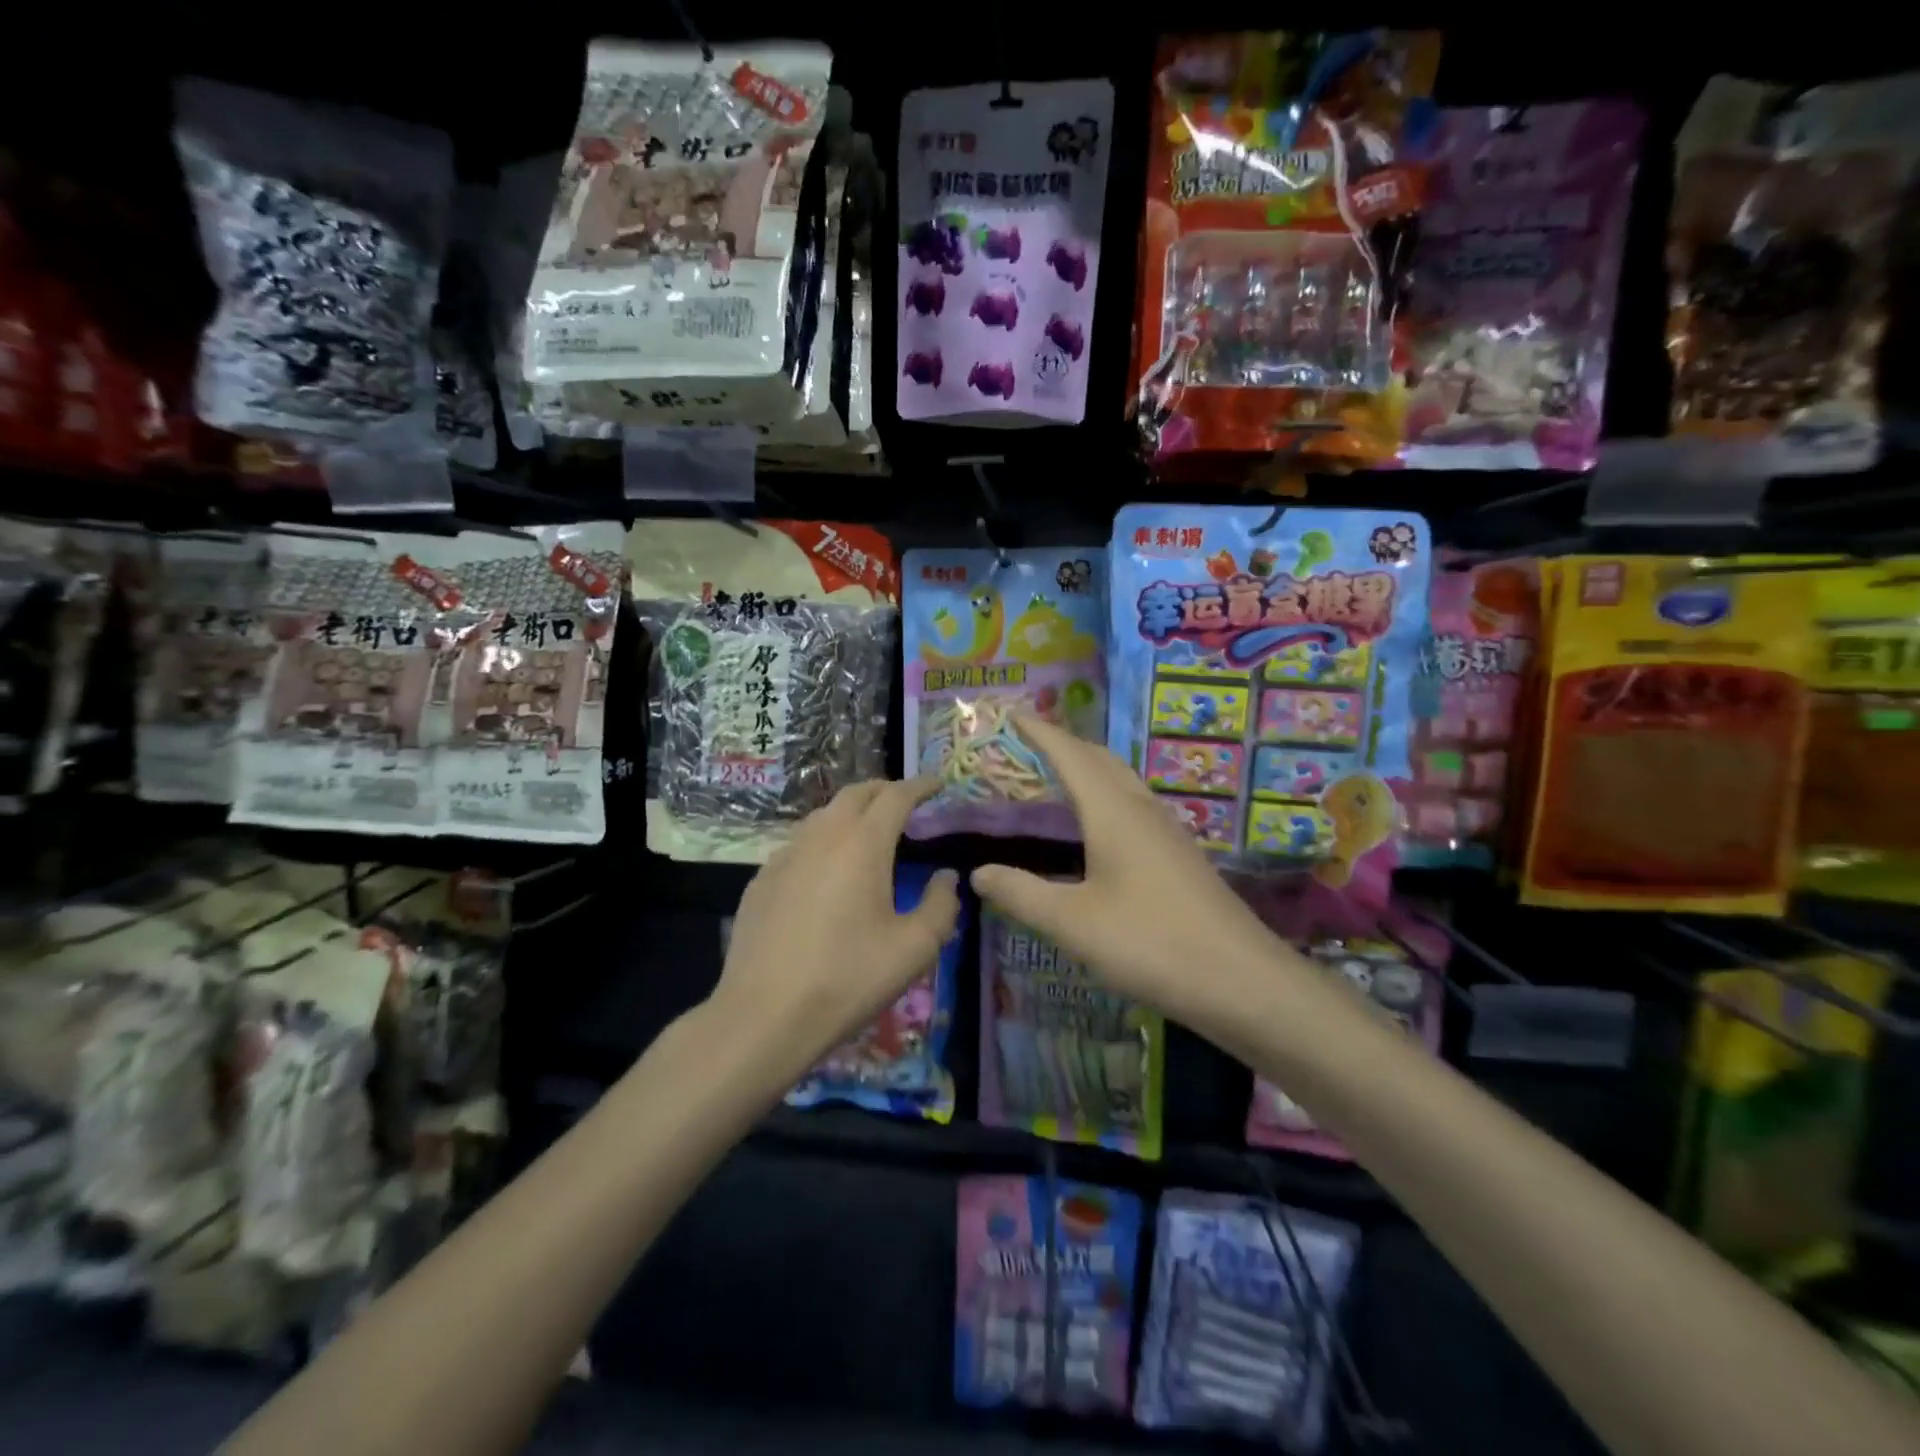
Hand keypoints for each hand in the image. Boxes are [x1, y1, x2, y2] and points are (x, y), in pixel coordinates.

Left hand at [714, 779, 961, 1083]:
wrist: (765, 1014)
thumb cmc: (849, 978)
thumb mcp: (915, 948)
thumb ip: (941, 905)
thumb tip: (945, 877)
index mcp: (863, 843)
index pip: (896, 796)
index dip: (920, 786)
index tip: (937, 784)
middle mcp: (822, 836)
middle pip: (856, 793)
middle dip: (885, 790)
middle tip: (906, 803)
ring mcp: (785, 855)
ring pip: (823, 815)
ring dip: (851, 812)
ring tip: (868, 832)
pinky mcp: (762, 879)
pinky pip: (799, 843)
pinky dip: (823, 840)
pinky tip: (826, 869)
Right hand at [970, 716, 1282, 1027]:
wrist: (1241, 980)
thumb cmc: (1150, 943)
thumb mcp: (1072, 923)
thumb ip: (1022, 894)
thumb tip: (978, 873)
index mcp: (1113, 812)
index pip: (1070, 755)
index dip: (1039, 732)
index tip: (1011, 713)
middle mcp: (1141, 809)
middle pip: (1099, 759)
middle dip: (1063, 743)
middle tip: (1025, 744)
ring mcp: (1167, 830)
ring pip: (1121, 781)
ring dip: (1087, 768)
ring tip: (1054, 776)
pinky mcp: (1178, 854)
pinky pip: (1133, 804)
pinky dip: (1104, 795)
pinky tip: (1096, 826)